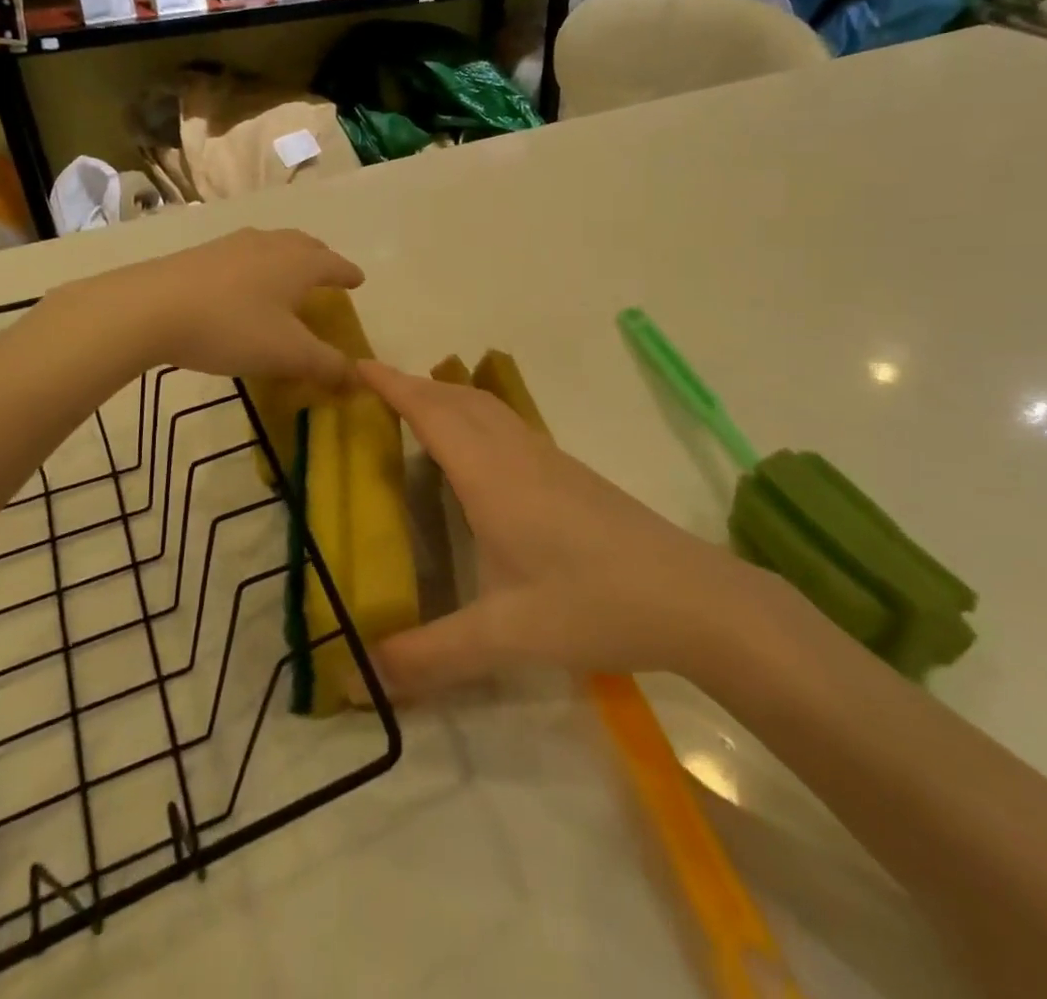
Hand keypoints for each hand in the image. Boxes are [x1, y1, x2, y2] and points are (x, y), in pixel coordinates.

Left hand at [92, 229, 364, 387]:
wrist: (151, 308)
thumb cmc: (232, 327)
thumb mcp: (287, 354)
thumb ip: (327, 366)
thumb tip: (360, 380)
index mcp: (298, 263)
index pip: (334, 264)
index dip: (348, 274)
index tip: (359, 280)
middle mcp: (270, 244)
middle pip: (304, 245)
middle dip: (321, 258)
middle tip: (328, 273)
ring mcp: (232, 245)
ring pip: (272, 245)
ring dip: (287, 258)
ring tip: (287, 276)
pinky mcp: (201, 254)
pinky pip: (243, 254)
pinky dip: (257, 265)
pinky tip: (243, 285)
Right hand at [358, 362, 746, 698]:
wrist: (690, 596)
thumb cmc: (592, 604)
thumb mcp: (506, 636)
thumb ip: (431, 657)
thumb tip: (364, 680)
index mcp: (491, 477)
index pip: (432, 414)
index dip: (392, 386)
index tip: (357, 365)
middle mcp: (517, 455)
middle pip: (458, 400)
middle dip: (414, 386)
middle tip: (374, 391)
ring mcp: (549, 460)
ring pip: (487, 409)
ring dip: (448, 398)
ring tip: (418, 412)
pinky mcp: (571, 474)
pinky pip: (508, 426)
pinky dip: (476, 418)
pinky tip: (479, 454)